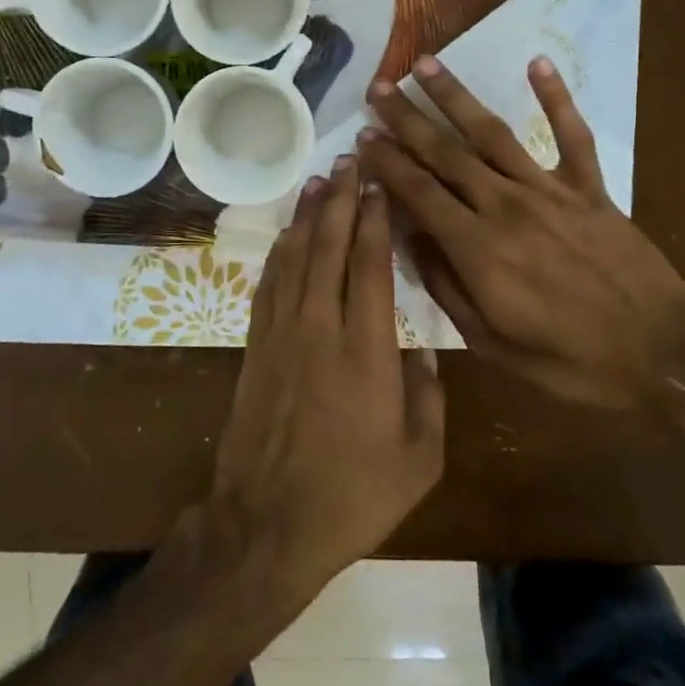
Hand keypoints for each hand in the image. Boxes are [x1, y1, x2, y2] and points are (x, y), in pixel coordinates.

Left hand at [207, 158, 445, 593]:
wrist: (269, 524)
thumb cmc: (354, 496)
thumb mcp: (419, 459)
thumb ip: (428, 395)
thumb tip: (421, 348)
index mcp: (367, 352)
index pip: (369, 266)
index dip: (374, 220)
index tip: (379, 184)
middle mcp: (320, 330)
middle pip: (328, 248)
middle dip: (340, 200)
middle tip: (349, 160)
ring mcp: (281, 336)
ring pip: (294, 259)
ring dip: (307, 217)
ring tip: (319, 180)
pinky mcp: (256, 349)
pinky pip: (268, 286)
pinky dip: (279, 253)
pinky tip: (287, 234)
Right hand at [359, 56, 684, 429]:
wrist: (664, 354)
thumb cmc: (570, 360)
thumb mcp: (491, 343)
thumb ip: (446, 288)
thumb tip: (411, 241)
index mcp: (478, 248)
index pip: (419, 193)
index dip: (387, 163)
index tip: (362, 137)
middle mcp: (507, 206)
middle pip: (447, 153)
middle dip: (407, 118)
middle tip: (378, 88)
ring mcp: (551, 192)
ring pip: (494, 133)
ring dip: (457, 97)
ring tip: (426, 64)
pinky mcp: (590, 188)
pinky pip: (572, 135)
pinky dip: (557, 97)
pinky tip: (538, 62)